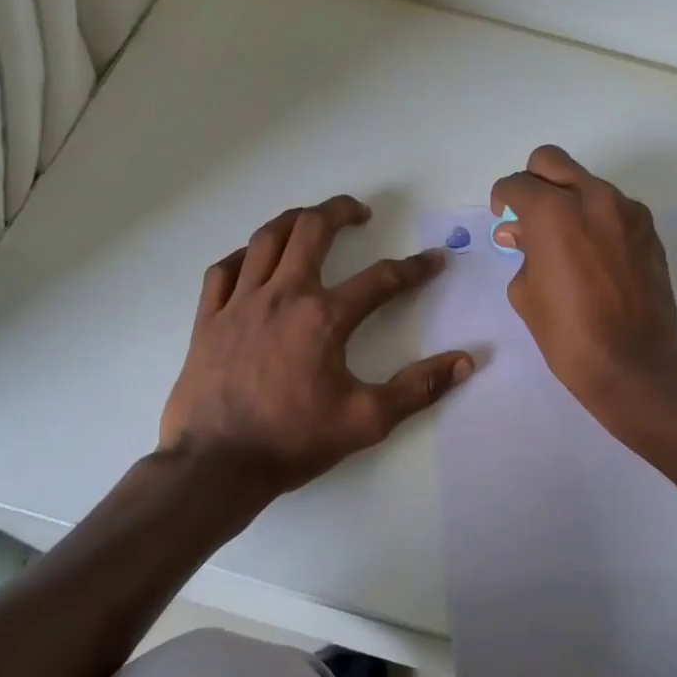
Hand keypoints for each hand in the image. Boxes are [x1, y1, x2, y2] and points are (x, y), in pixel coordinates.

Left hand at [160, 195, 473, 495]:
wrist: (216, 465)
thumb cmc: (293, 441)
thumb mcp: (366, 420)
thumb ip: (418, 388)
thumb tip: (466, 361)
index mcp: (323, 317)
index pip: (381, 279)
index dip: (414, 268)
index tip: (434, 260)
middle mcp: (282, 296)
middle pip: (312, 230)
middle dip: (340, 211)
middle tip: (359, 213)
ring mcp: (240, 303)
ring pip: (266, 239)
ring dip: (293, 220)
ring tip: (310, 219)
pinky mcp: (209, 318)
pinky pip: (224, 269)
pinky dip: (244, 255)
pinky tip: (254, 260)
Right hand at [491, 146, 676, 427]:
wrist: (636, 363)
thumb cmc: (569, 334)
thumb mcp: (525, 293)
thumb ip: (521, 251)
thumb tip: (521, 233)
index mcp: (553, 213)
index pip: (517, 184)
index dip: (503, 199)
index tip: (503, 218)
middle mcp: (593, 198)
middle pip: (551, 161)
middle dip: (533, 182)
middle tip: (528, 214)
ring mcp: (626, 210)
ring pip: (586, 182)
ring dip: (568, 199)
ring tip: (563, 240)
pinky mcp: (648, 228)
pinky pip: (612, 207)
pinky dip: (595, 218)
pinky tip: (592, 253)